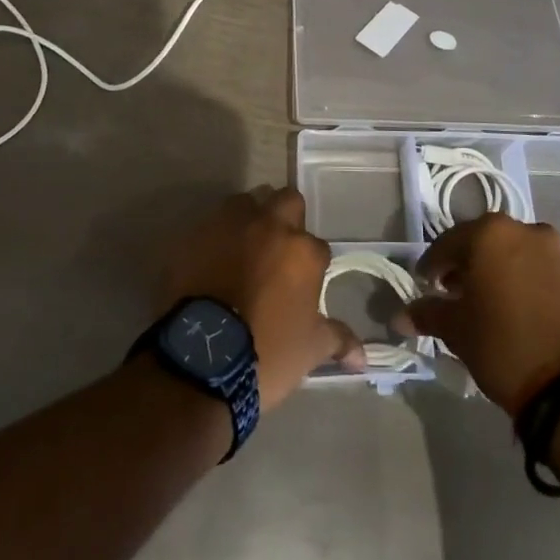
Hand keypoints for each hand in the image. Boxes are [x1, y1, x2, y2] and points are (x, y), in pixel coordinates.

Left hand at [159, 186, 365, 409]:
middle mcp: (270, 225)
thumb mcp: (309, 351)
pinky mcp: (197, 233)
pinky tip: (212, 259)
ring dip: (250, 218)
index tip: (302, 283)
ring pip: (247, 202)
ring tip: (244, 248)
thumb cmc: (265, 353)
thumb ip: (338, 340)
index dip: (311, 263)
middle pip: (286, 201)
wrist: (201, 359)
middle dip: (286, 218)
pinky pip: (212, 223)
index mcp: (303, 251)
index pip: (318, 246)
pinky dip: (217, 236)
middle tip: (278, 250)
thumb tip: (362, 357)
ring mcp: (230, 224)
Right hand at [403, 214, 559, 415]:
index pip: (448, 243)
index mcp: (490, 233)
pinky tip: (518, 309)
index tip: (424, 285)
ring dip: (498, 270)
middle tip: (453, 292)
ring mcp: (556, 251)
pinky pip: (541, 270)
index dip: (432, 266)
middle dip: (467, 264)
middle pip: (484, 242)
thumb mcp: (456, 331)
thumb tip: (399, 315)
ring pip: (515, 253)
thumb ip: (427, 314)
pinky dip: (525, 281)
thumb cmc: (503, 345)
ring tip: (488, 302)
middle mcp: (524, 230)